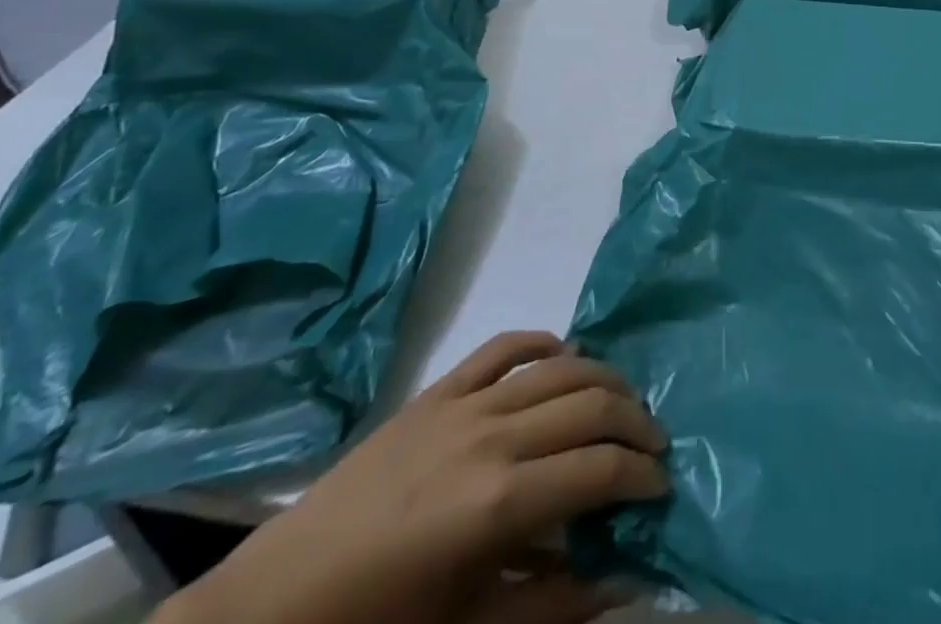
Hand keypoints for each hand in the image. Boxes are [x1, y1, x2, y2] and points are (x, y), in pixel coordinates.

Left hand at [162, 332, 667, 623]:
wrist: (277, 605)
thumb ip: (554, 607)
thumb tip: (624, 582)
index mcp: (501, 501)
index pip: (600, 469)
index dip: (642, 475)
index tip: (663, 487)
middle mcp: (493, 434)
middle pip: (590, 403)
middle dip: (634, 421)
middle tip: (653, 445)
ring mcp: (464, 402)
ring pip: (558, 367)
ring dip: (602, 379)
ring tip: (622, 403)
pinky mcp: (438, 390)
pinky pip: (502, 347)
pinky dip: (541, 342)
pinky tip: (562, 353)